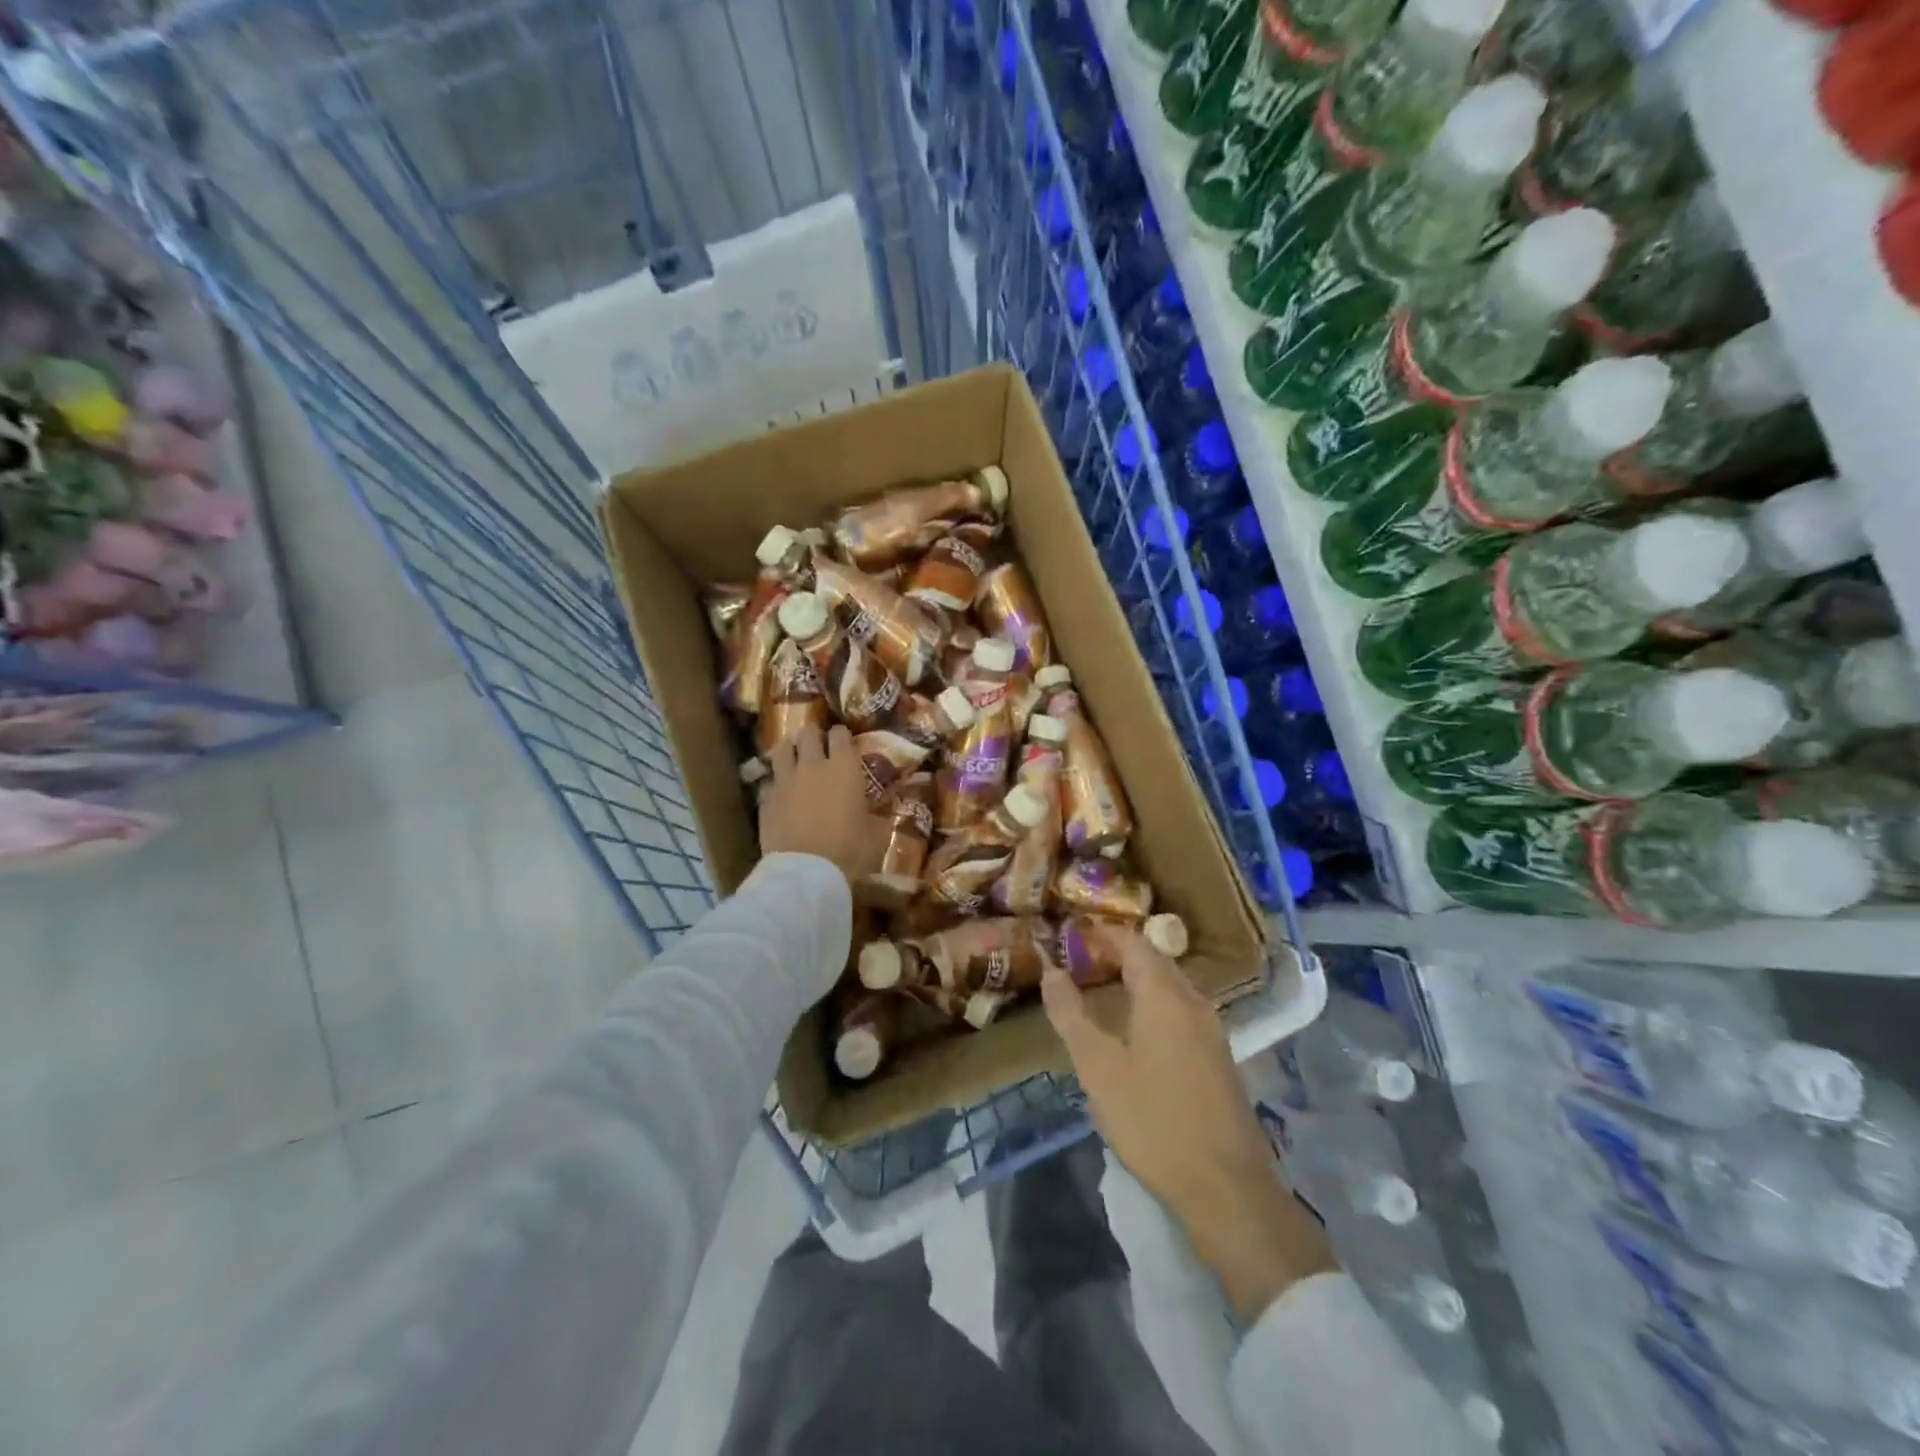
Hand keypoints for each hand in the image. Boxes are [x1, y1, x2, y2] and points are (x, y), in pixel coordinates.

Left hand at [759, 725, 888, 889]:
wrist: (807, 872)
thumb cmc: (850, 850)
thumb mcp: (876, 834)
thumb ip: (876, 816)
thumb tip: (878, 812)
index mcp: (844, 767)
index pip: (840, 734)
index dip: (841, 736)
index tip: (844, 743)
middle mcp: (813, 765)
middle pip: (808, 733)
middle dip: (813, 736)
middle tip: (818, 747)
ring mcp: (785, 780)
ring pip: (782, 749)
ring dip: (789, 751)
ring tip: (794, 759)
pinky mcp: (766, 799)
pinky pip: (769, 781)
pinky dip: (775, 783)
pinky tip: (781, 794)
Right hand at [1042, 934, 1335, 1320]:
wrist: (1226, 1187)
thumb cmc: (1153, 1120)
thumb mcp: (1097, 1067)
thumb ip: (1071, 1014)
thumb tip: (1050, 970)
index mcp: (1164, 995)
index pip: (1133, 942)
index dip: (1102, 934)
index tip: (1071, 938)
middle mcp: (1193, 1002)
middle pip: (1154, 961)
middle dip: (1117, 956)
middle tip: (1080, 964)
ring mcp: (1212, 1030)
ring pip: (1170, 987)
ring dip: (1136, 981)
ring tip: (1101, 994)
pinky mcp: (1219, 1057)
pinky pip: (1181, 1012)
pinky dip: (1153, 1005)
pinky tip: (1135, 1033)